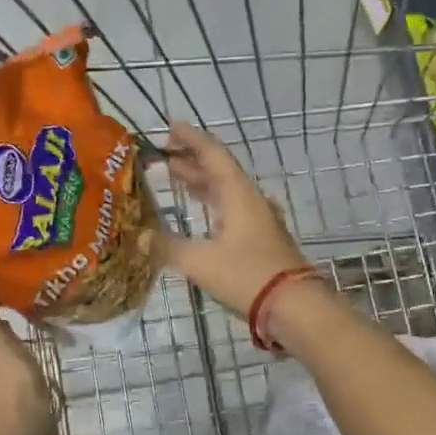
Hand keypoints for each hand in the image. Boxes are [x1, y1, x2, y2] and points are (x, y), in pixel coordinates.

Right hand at [160, 122, 309, 318]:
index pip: (213, 155)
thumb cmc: (248, 275)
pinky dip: (213, 207)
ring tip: (176, 181)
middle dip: (191, 163)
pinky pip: (233, 212)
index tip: (171, 127)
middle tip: (163, 159)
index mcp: (238, 194)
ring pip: (227, 193)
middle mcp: (250, 201)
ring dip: (202, 184)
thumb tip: (140, 238)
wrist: (295, 307)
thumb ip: (167, 248)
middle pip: (219, 172)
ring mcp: (260, 221)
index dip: (191, 139)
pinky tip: (204, 217)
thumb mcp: (200, 261)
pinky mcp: (263, 241)